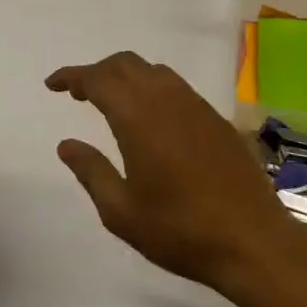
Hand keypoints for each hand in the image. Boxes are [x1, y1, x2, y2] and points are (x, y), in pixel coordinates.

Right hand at [46, 52, 306, 296]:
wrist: (254, 242)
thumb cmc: (180, 230)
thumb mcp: (121, 211)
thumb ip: (91, 171)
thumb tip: (66, 144)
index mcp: (138, 116)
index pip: (97, 79)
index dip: (72, 76)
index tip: (52, 85)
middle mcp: (166, 99)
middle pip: (125, 64)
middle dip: (97, 71)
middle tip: (78, 94)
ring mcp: (195, 105)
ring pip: (152, 70)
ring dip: (126, 76)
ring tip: (112, 102)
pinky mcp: (215, 118)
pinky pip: (175, 86)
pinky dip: (151, 87)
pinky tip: (151, 119)